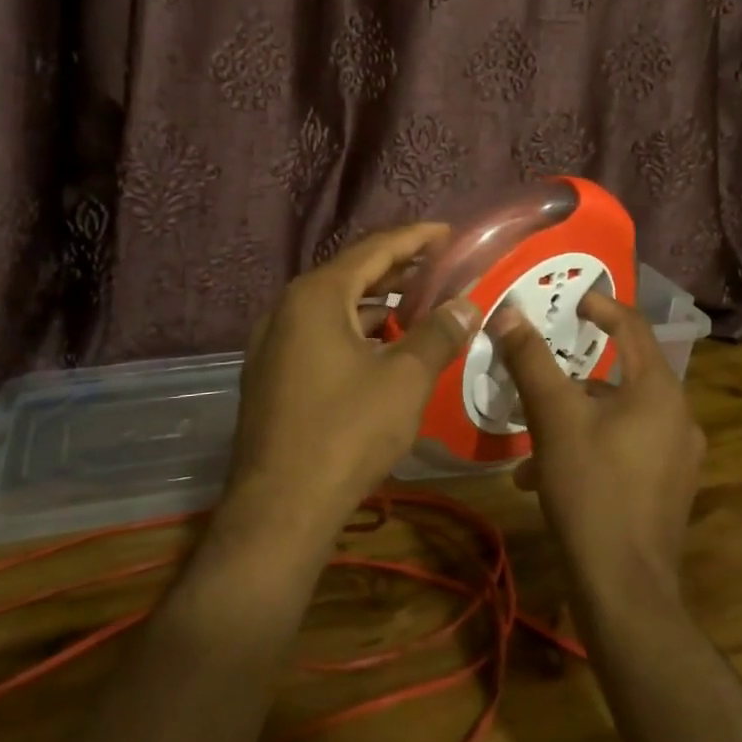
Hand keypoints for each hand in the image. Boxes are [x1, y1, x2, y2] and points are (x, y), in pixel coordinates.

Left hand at [220, 224, 479, 545]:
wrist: (280, 509)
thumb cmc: (347, 432)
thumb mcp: (405, 379)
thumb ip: (439, 333)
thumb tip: (468, 304)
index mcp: (316, 296)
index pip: (374, 250)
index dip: (415, 239)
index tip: (448, 232)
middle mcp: (287, 309)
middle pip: (351, 275)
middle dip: (398, 270)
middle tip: (440, 265)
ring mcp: (273, 344)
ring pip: (335, 310)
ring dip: (378, 305)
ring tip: (419, 306)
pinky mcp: (272, 375)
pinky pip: (321, 337)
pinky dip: (356, 334)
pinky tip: (384, 350)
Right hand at [490, 292, 705, 604]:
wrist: (624, 588)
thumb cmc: (591, 487)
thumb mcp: (553, 417)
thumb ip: (530, 360)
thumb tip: (507, 312)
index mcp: (660, 391)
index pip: (634, 328)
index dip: (603, 307)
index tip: (574, 301)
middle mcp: (678, 418)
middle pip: (623, 377)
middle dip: (575, 376)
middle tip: (539, 375)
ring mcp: (677, 459)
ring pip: (619, 418)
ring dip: (575, 419)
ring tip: (531, 440)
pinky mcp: (666, 491)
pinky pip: (625, 450)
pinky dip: (589, 449)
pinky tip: (546, 478)